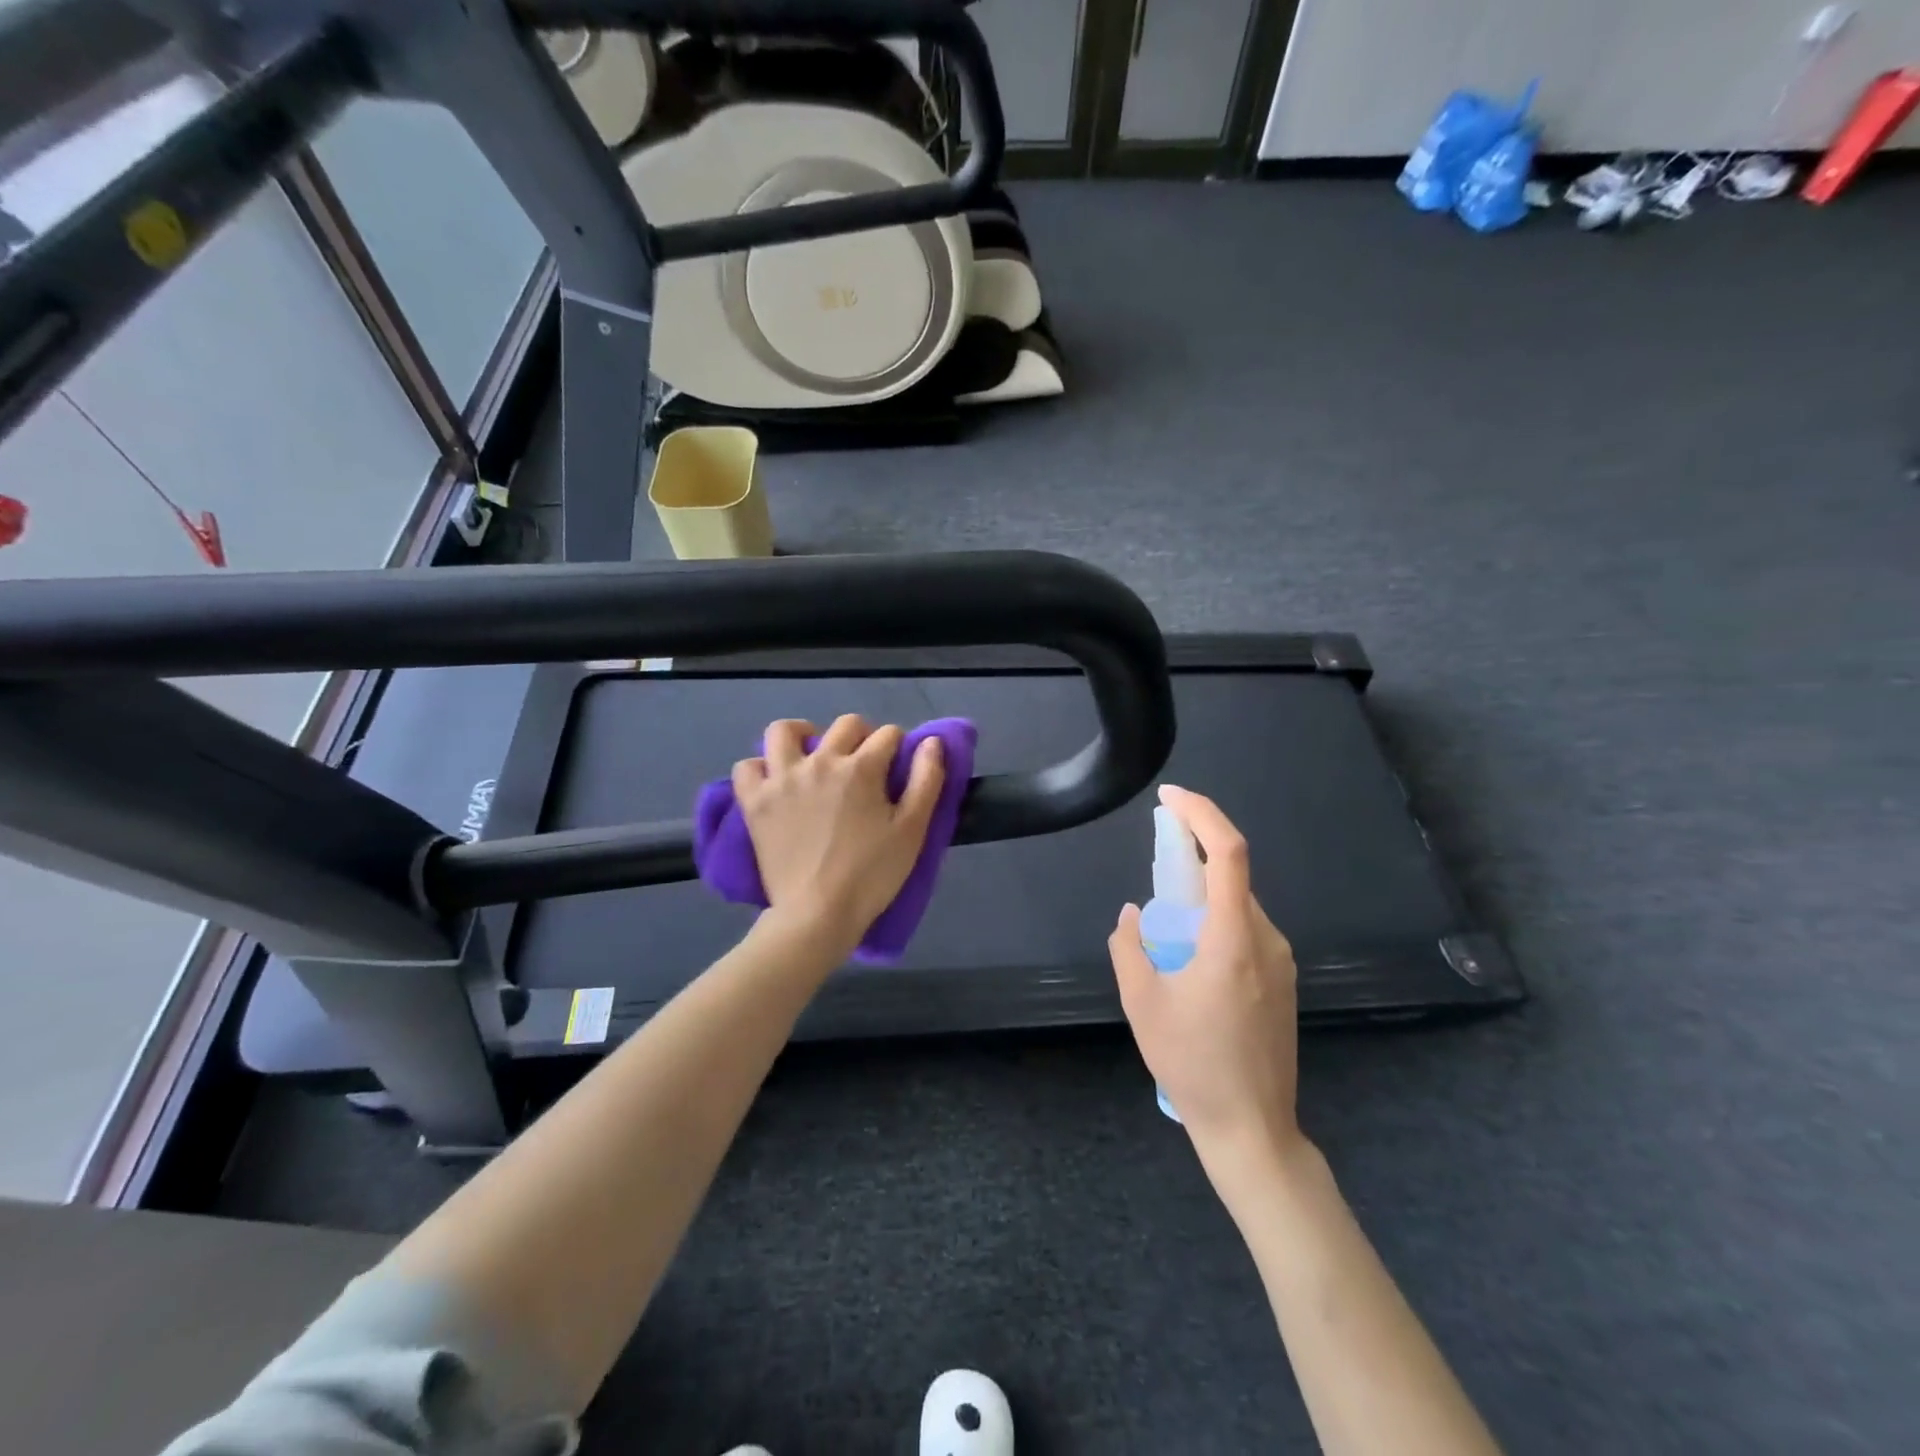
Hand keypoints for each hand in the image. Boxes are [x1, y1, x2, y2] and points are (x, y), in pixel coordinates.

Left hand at [734, 715, 944, 948]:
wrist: (818, 913)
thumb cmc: (872, 874)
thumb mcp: (912, 830)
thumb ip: (926, 780)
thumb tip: (931, 742)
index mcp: (861, 768)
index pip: (888, 735)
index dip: (899, 747)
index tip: (898, 767)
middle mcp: (820, 762)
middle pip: (846, 725)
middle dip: (863, 736)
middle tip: (865, 765)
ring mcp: (782, 779)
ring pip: (785, 731)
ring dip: (803, 734)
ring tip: (812, 754)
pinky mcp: (755, 802)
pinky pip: (747, 767)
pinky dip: (760, 768)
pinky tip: (775, 781)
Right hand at [1108, 785, 1305, 1163]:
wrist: (1252, 1129)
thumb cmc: (1193, 1064)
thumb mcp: (1141, 1003)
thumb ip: (1129, 946)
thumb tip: (1134, 914)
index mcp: (1234, 940)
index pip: (1228, 854)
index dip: (1202, 814)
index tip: (1170, 798)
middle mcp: (1267, 941)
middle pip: (1233, 876)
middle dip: (1194, 854)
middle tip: (1157, 857)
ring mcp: (1281, 963)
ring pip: (1239, 906)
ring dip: (1203, 894)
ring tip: (1167, 923)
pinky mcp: (1284, 982)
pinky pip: (1247, 932)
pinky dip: (1217, 921)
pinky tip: (1191, 956)